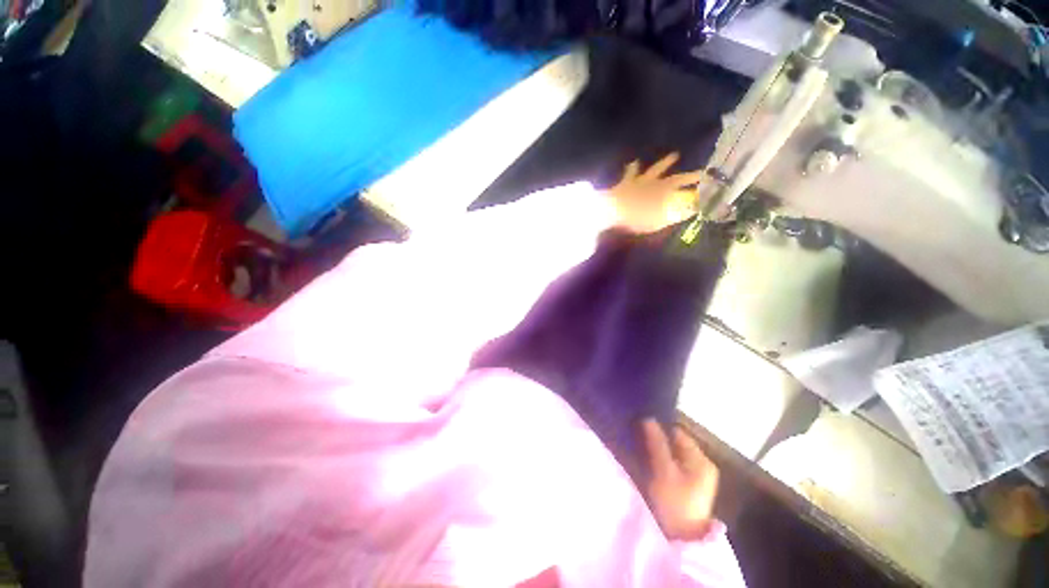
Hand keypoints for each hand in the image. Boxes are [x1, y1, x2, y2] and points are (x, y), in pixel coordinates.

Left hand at [607, 152, 702, 233]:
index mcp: (660, 192)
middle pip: (673, 178)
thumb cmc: (634, 216)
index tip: (708, 182)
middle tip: (699, 172)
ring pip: (654, 170)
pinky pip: (629, 175)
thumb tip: (689, 211)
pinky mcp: (625, 184)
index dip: (694, 184)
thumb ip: (671, 216)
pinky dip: (632, 169)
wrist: (611, 210)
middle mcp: (653, 184)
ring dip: (664, 164)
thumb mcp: (655, 221)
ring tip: (675, 155)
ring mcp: (639, 182)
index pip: (682, 187)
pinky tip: (633, 162)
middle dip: (687, 176)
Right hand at [640, 418, 719, 540]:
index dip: (659, 426)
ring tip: (639, 446)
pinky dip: (661, 461)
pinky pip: (672, 465)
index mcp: (701, 459)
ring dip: (658, 450)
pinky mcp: (688, 487)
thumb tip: (648, 417)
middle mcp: (701, 465)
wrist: (681, 539)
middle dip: (657, 439)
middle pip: (675, 443)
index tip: (640, 424)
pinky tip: (648, 462)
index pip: (677, 432)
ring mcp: (696, 477)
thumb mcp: (663, 470)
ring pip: (672, 454)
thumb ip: (656, 442)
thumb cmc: (674, 502)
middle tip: (637, 435)